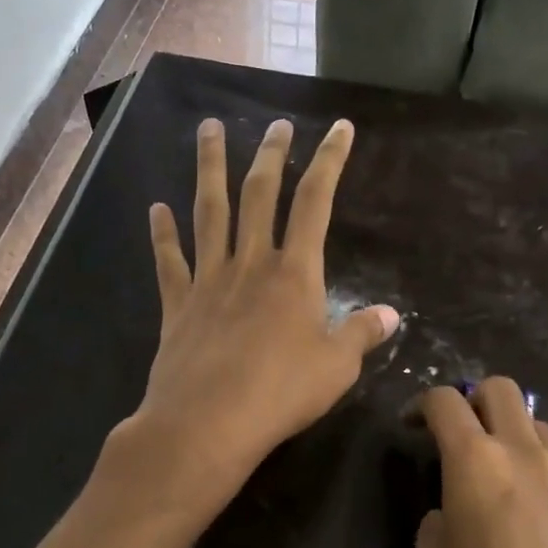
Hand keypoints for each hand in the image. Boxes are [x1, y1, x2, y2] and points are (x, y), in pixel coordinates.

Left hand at [131, 115, 399, 515]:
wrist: (207, 423)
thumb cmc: (280, 394)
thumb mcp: (337, 367)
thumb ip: (362, 334)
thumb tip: (392, 315)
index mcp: (294, 273)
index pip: (316, 202)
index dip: (330, 161)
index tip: (339, 128)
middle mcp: (250, 262)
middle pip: (259, 194)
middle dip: (271, 154)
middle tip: (276, 123)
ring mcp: (209, 280)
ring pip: (209, 212)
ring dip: (209, 168)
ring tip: (208, 129)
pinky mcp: (178, 305)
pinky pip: (169, 261)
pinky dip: (162, 234)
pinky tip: (156, 209)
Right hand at [410, 379, 547, 547]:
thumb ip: (432, 526)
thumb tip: (450, 515)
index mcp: (475, 460)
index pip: (445, 400)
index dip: (421, 404)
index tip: (411, 427)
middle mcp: (522, 451)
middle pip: (499, 388)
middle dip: (472, 399)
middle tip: (457, 436)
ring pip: (535, 420)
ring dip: (509, 429)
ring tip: (496, 472)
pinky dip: (537, 462)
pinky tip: (530, 508)